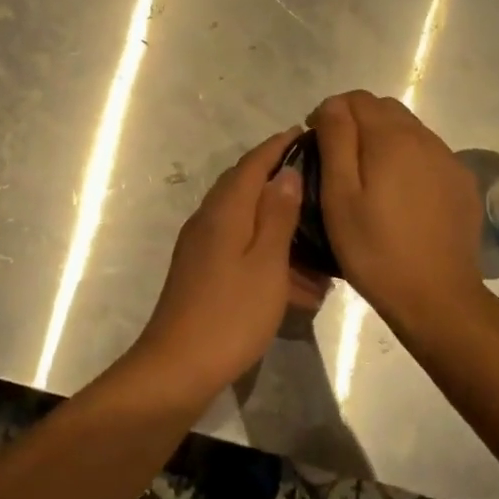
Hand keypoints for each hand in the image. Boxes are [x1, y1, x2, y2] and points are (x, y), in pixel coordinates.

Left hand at [133, 128, 326, 393]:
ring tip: (320, 242)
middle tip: (320, 183)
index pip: (253, 163)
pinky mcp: (203, 273)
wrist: (178, 366)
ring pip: (247, 224)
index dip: (278, 146)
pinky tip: (299, 283)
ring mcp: (202, 248)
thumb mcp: (266, 262)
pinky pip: (241, 250)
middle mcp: (208, 220)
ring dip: (281, 228)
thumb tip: (286, 172)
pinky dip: (269, 256)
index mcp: (224, 210)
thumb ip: (277, 214)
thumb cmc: (230, 313)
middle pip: (247, 188)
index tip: (305, 132)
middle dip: (281, 182)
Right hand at [308, 91, 487, 333]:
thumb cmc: (374, 249)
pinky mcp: (463, 184)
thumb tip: (333, 105)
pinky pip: (430, 155)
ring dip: (384, 140)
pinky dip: (408, 160)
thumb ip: (336, 141)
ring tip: (367, 177)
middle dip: (357, 122)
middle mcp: (425, 139)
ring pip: (410, 131)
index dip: (331, 112)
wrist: (436, 297)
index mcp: (391, 138)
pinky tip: (399, 195)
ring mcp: (449, 161)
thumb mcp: (339, 196)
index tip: (315, 140)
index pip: (357, 99)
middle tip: (337, 158)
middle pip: (386, 110)